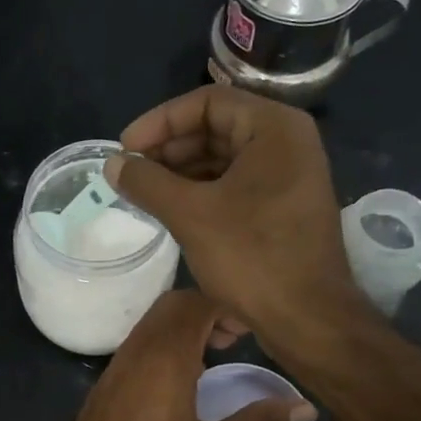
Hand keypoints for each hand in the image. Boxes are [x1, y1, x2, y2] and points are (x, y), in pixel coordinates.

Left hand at [40, 289, 315, 420]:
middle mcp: (136, 352)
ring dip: (182, 329)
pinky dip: (161, 347)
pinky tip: (177, 385)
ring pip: (150, 326)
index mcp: (165, 359)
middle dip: (205, 311)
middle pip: (171, 307)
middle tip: (233, 341)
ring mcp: (115, 368)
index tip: (249, 331)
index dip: (226, 307)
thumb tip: (305, 409)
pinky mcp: (103, 387)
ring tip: (210, 359)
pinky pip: (136, 348)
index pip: (195, 304)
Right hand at [105, 87, 357, 343]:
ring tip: (143, 193)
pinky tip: (171, 210)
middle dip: (169, 148)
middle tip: (131, 173)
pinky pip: (235, 185)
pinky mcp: (283, 208)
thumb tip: (112, 164)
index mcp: (274, 128)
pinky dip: (201, 192)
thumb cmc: (252, 257)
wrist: (308, 319)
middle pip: (216, 127)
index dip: (159, 121)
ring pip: (224, 159)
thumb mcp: (191, 214)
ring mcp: (289, 177)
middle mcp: (287, 143)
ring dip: (181, 172)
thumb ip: (147, 182)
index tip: (125, 148)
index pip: (207, 102)